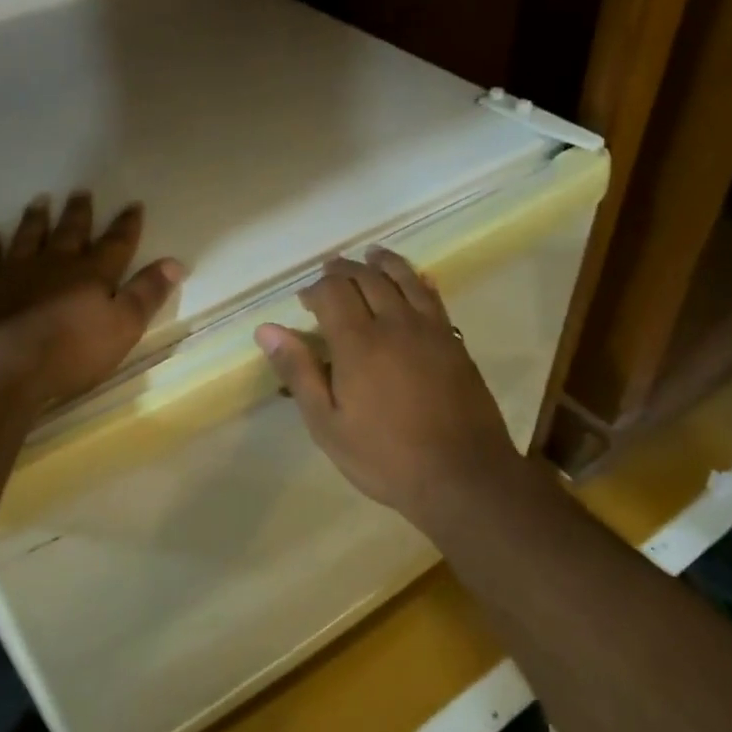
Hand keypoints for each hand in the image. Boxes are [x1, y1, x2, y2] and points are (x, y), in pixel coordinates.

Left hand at [0, 192, 182, 408]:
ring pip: (27, 238)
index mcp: (91, 274)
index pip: (115, 244)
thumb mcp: (123, 327)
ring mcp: (14, 274)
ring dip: (35, 220)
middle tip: (81, 191)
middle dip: (79, 213)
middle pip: (70, 232)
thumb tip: (174, 262)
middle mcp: (54, 264)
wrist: (4, 368)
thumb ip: (147, 294)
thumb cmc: (71, 352)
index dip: (126, 225)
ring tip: (39, 201)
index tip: (133, 204)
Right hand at [256, 250, 521, 526]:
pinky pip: (434, 297)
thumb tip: (267, 329)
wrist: (464, 477)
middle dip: (344, 269)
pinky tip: (416, 279)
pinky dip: (419, 280)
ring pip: (404, 278)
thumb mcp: (327, 424)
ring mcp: (430, 330)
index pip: (333, 292)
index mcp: (358, 343)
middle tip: (330, 271)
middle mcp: (394, 324)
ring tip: (371, 254)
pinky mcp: (454, 341)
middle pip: (367, 278)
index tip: (305, 301)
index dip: (315, 289)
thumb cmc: (386, 456)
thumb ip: (299, 371)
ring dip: (383, 262)